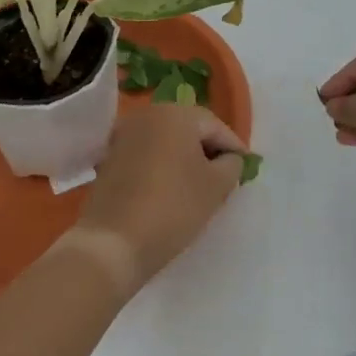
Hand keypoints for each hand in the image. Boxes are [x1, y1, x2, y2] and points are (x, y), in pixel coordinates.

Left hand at [75, 105, 246, 292]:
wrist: (115, 241)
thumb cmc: (174, 207)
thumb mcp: (217, 186)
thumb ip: (231, 165)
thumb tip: (228, 158)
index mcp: (175, 114)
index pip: (215, 126)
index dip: (234, 147)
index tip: (245, 169)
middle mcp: (147, 115)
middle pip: (188, 128)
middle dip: (208, 150)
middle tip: (224, 177)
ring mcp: (124, 134)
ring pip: (166, 141)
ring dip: (183, 158)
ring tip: (198, 186)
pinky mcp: (110, 156)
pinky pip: (146, 154)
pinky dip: (161, 166)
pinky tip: (169, 189)